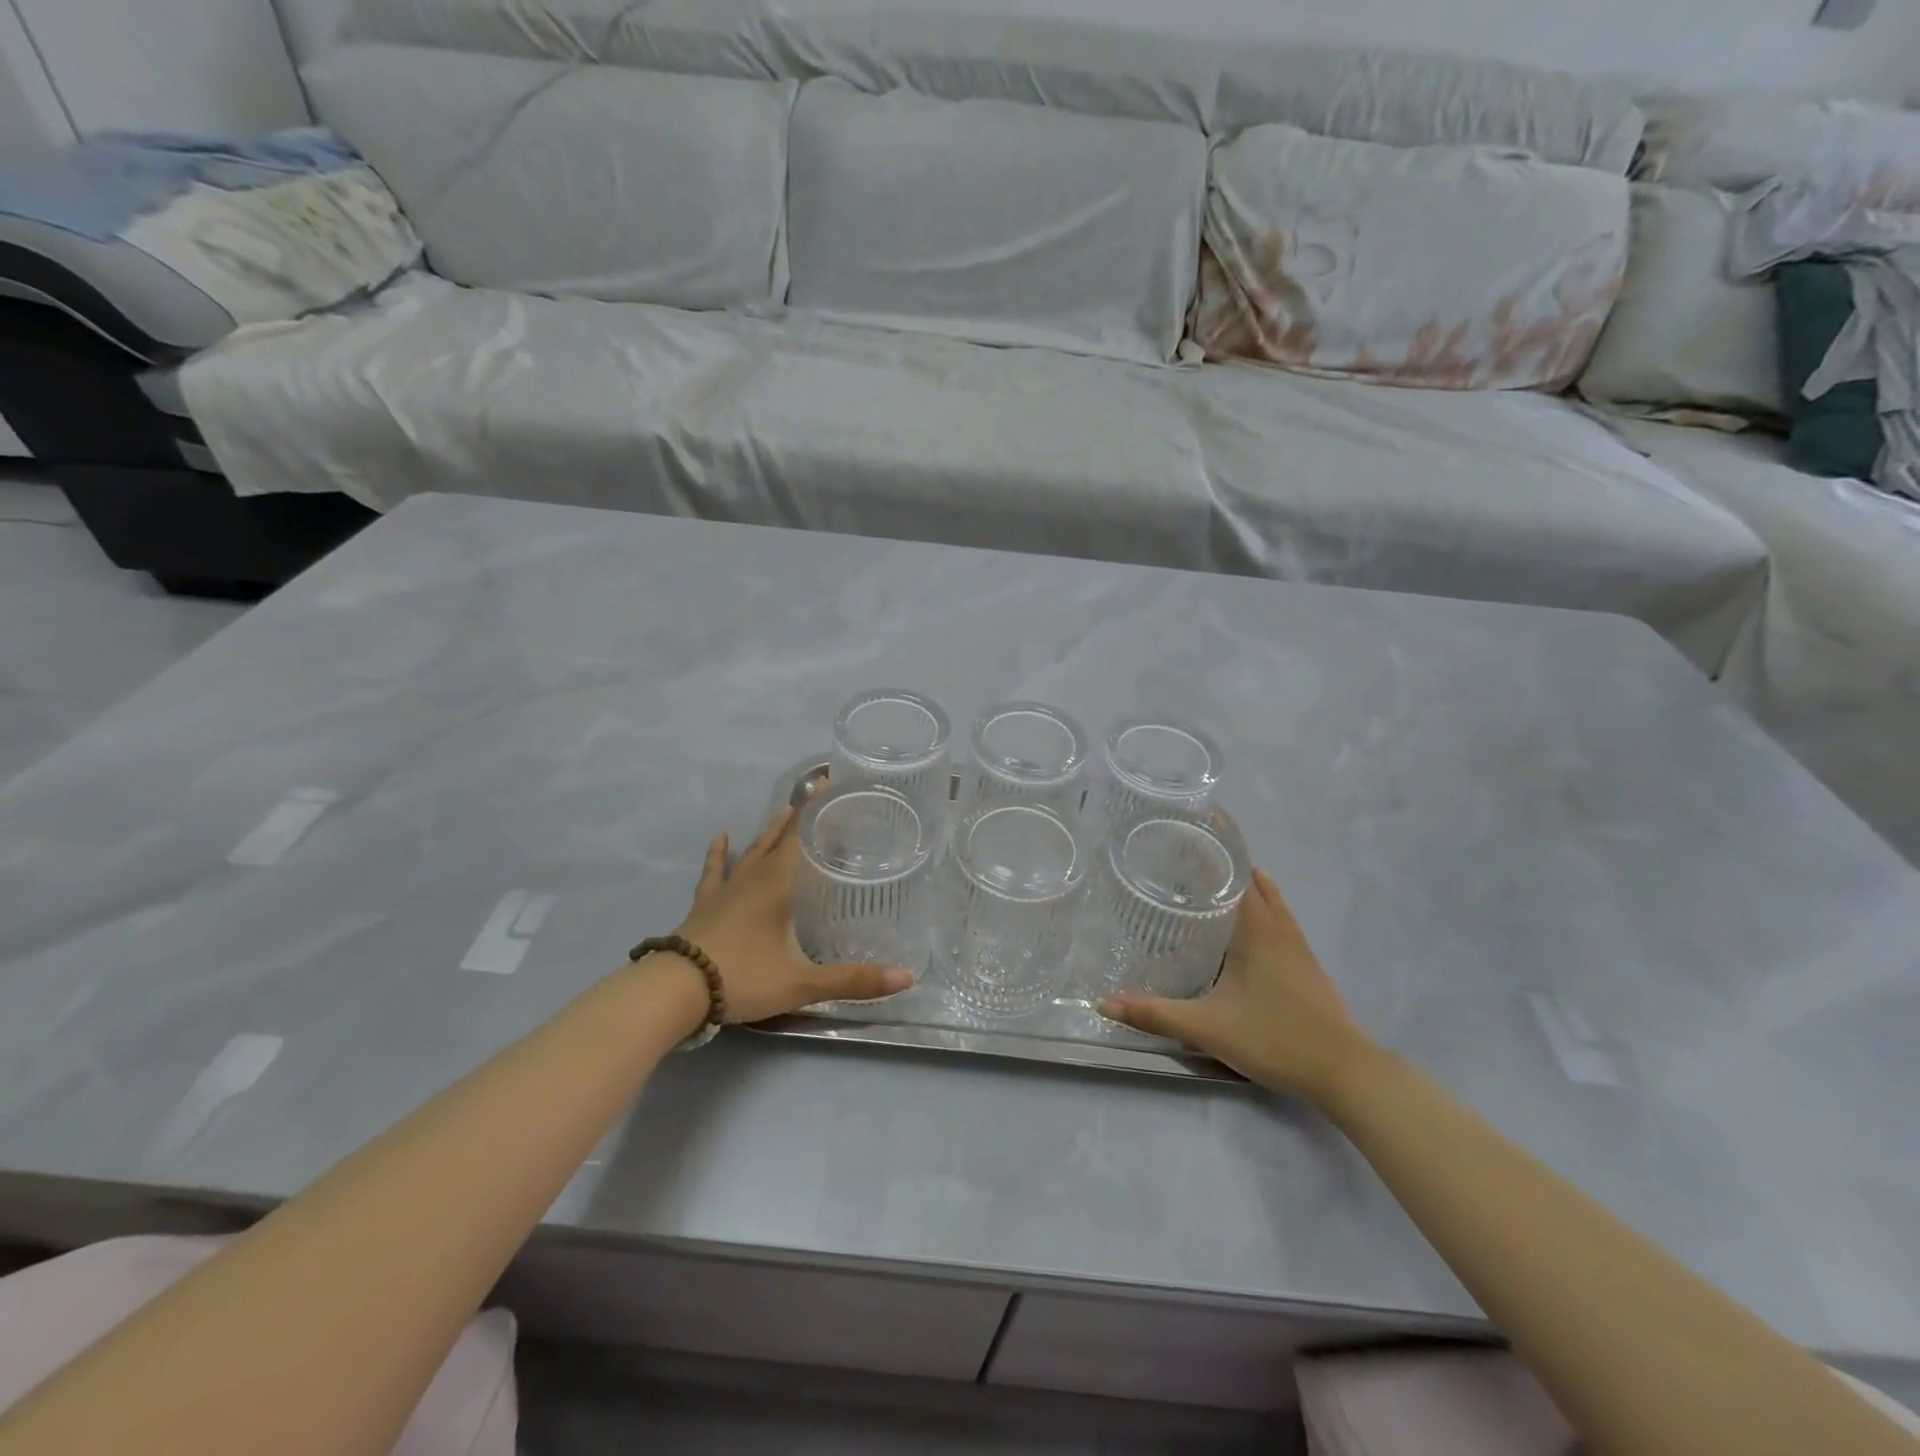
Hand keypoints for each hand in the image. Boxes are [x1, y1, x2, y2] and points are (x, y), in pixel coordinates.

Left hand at [673, 804, 915, 1024]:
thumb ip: (852, 981)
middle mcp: (753, 878)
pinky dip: (718, 854)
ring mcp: (725, 890)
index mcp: (778, 885)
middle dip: (799, 817)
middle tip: (815, 797)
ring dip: (768, 832)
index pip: (802, 836)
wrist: (677, 991)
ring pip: (751, 851)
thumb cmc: (744, 978)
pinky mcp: (704, 904)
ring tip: (782, 812)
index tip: (830, 782)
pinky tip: (721, 837)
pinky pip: (714, 871)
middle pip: (779, 839)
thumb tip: (906, 978)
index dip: (817, 808)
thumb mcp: (802, 983)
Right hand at [1099, 868, 1377, 1101]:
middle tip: (1186, 851)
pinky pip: (1281, 916)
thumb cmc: (1273, 1038)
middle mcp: (1276, 927)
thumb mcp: (1207, 1028)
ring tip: (1212, 873)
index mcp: (1253, 929)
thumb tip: (1105, 1002)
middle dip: (1223, 860)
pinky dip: (1263, 902)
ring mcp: (1296, 944)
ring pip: (1270, 897)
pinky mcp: (1307, 962)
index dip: (1213, 848)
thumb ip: (1155, 1014)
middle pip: (1250, 879)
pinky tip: (1249, 917)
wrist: (1343, 1070)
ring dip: (1245, 880)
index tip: (1188, 828)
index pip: (1232, 874)